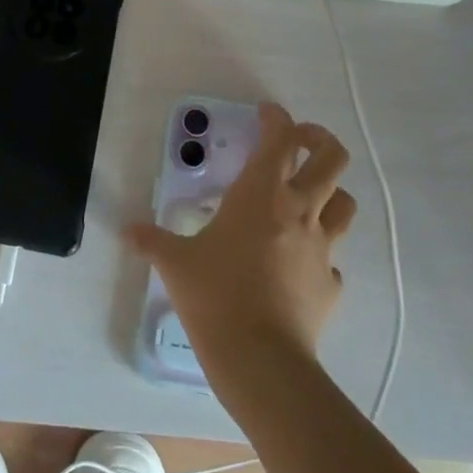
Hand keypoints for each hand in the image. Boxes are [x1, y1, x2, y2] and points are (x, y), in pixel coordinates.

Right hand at [126, 102, 355, 369]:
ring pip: (345, 203)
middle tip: (300, 143)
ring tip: (307, 198)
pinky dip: (320, 253)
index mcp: (261, 194)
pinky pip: (333, 258)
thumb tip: (127, 231)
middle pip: (331, 158)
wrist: (260, 358)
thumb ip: (151, 241)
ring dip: (331, 193)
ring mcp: (322, 247)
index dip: (276, 118)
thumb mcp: (175, 264)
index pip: (280, 138)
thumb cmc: (215, 295)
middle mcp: (299, 211)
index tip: (266, 114)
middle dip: (319, 141)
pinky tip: (299, 264)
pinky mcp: (331, 283)